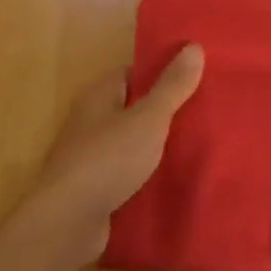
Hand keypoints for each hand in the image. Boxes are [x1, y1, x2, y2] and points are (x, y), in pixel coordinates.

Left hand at [23, 44, 204, 266]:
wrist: (66, 225)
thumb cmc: (108, 159)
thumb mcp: (149, 118)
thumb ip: (172, 86)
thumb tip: (194, 46)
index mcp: (99, 95)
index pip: (133, 73)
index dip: (162, 73)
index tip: (195, 76)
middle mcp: (90, 121)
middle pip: (134, 108)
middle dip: (165, 111)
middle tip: (204, 111)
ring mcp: (90, 158)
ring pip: (132, 143)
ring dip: (157, 146)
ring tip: (197, 144)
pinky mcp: (94, 190)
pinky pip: (127, 173)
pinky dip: (147, 175)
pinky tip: (174, 180)